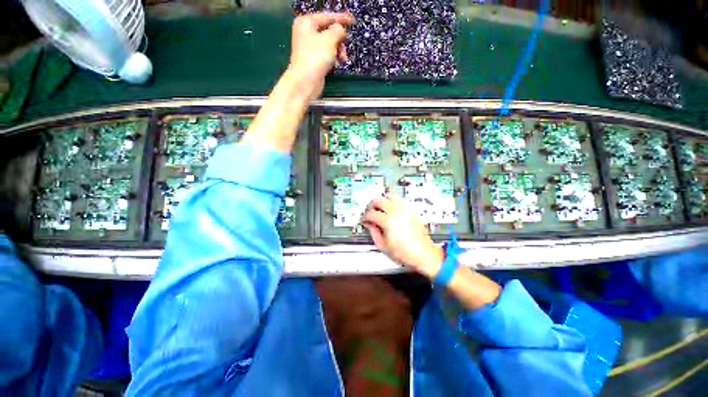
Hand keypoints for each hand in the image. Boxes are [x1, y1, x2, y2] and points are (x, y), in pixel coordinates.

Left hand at [287, 12, 353, 100]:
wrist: (306, 81)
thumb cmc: (315, 58)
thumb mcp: (330, 39)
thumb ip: (338, 30)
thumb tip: (340, 30)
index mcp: (306, 23)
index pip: (327, 16)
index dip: (341, 18)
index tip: (352, 21)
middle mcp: (306, 34)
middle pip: (328, 31)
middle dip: (339, 39)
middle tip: (346, 44)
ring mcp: (309, 48)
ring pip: (329, 44)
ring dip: (338, 50)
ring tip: (342, 58)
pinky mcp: (313, 61)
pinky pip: (327, 55)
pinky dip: (333, 57)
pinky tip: (337, 62)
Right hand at [361, 193, 443, 277]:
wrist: (423, 254)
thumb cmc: (405, 253)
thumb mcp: (383, 246)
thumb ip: (373, 232)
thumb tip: (369, 224)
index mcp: (388, 221)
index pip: (371, 213)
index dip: (364, 217)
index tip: (363, 220)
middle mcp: (396, 211)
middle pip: (378, 200)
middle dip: (370, 205)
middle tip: (369, 212)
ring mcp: (405, 209)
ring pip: (389, 195)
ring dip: (382, 201)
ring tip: (379, 208)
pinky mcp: (411, 210)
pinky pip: (399, 199)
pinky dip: (392, 201)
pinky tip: (390, 209)